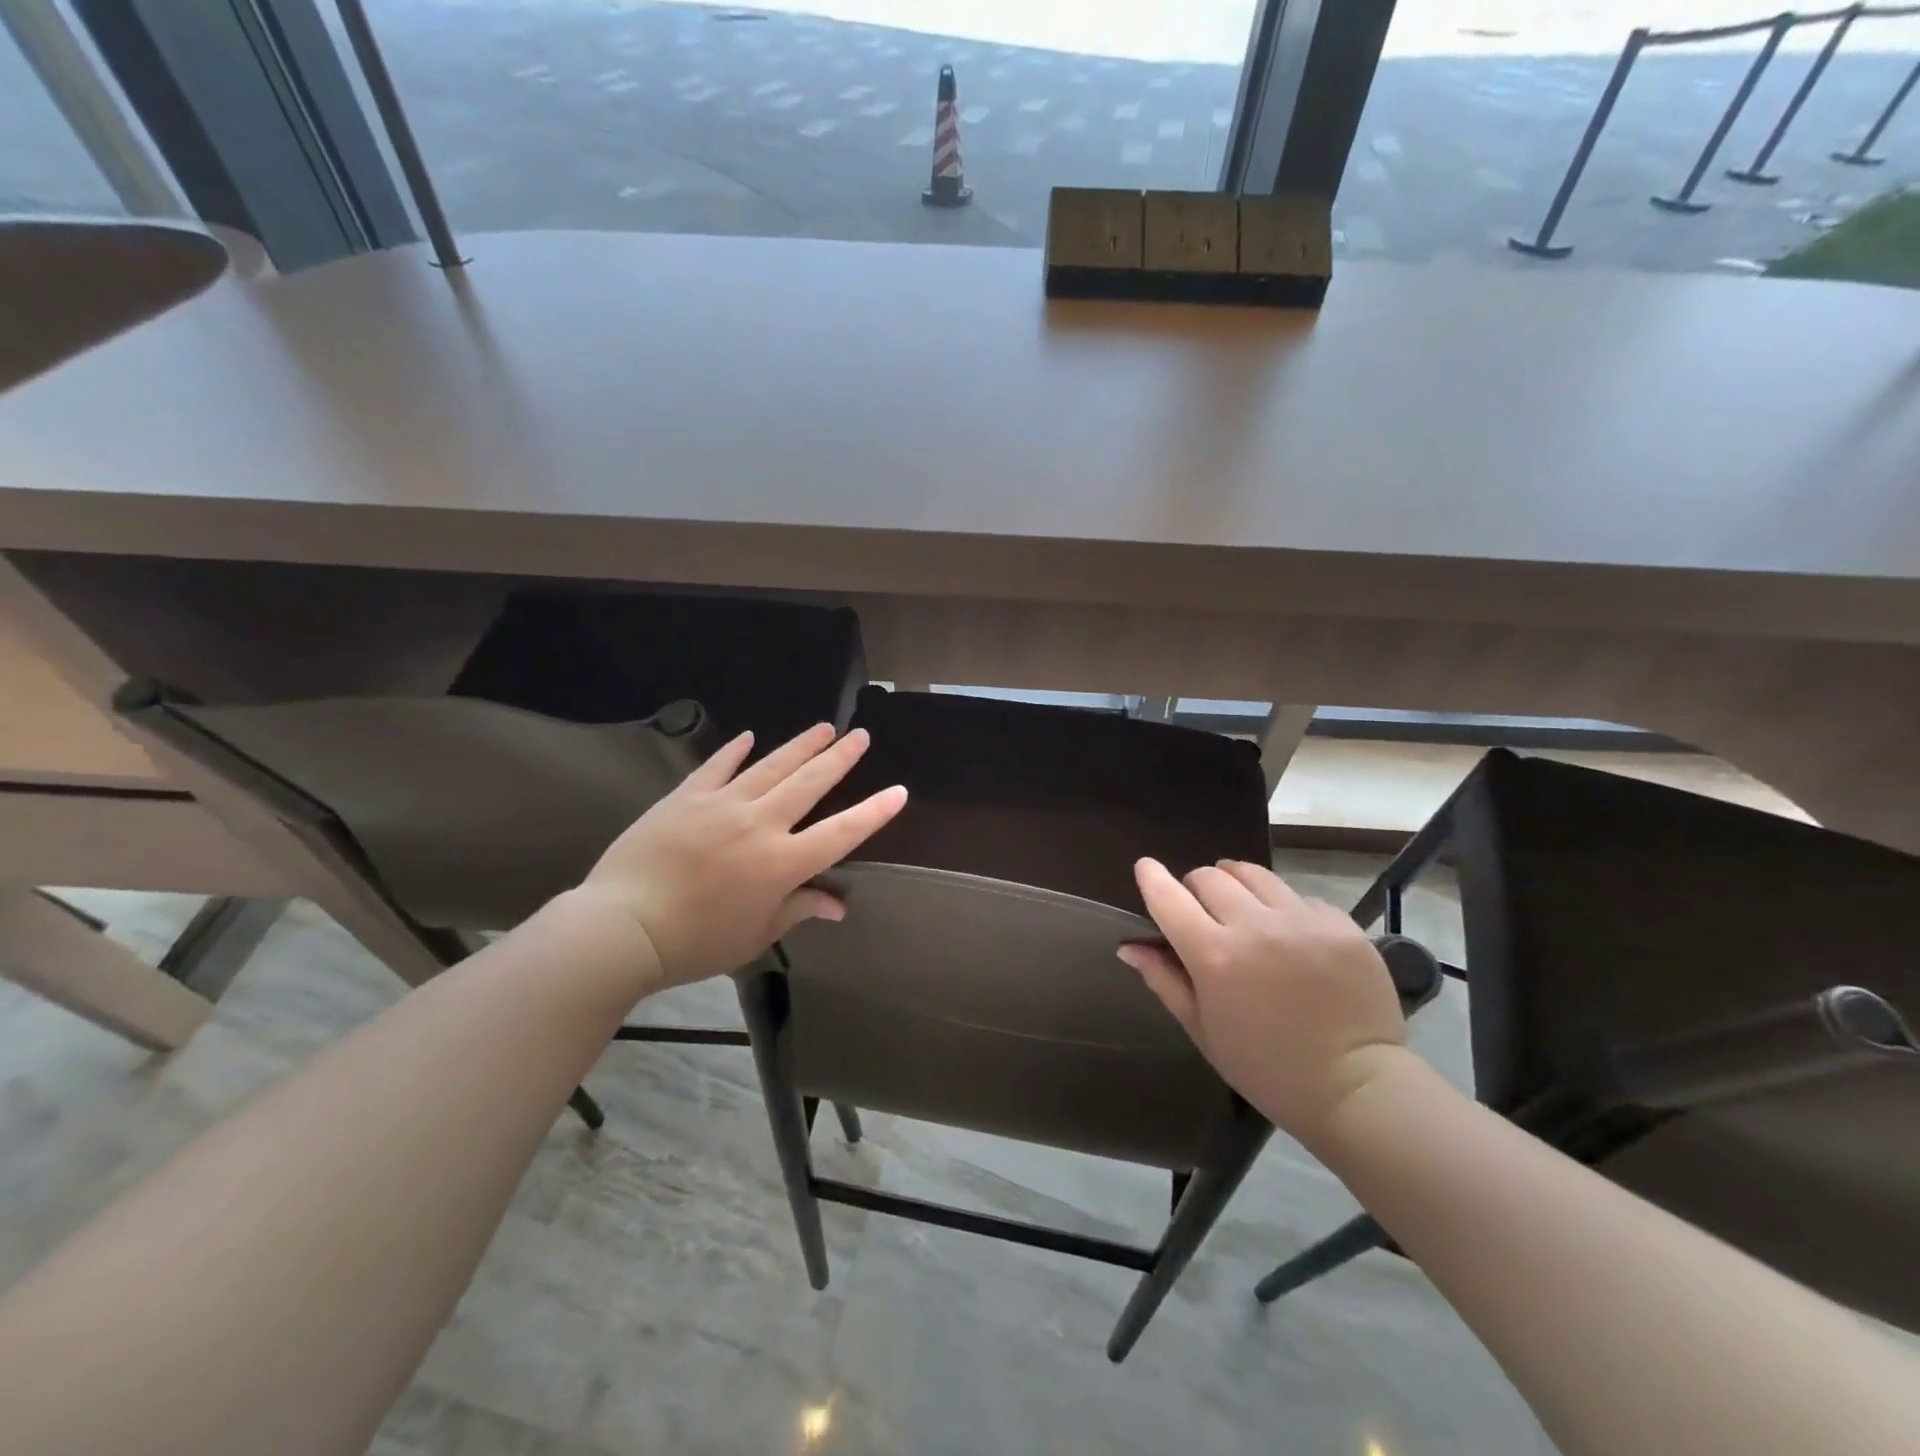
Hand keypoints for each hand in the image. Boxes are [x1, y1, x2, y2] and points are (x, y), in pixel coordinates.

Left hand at [569, 724, 907, 989]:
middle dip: (839, 758)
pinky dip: (735, 750)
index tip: (898, 791)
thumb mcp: (755, 935)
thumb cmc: (695, 942)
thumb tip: (838, 905)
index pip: (840, 833)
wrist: (621, 927)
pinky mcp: (686, 797)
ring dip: (801, 746)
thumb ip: (798, 910)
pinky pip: (717, 767)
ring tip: (823, 727)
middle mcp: (760, 824)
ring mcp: (721, 804)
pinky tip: (749, 736)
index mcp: (781, 863)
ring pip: (771, 766)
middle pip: (809, 784)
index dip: (872, 813)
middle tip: (860, 736)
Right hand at [1119, 858, 1409, 1148]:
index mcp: (1215, 956)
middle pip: (1210, 876)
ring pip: (1254, 874)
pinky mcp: (1340, 923)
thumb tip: (1129, 946)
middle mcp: (1256, 926)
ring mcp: (1302, 920)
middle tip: (1203, 912)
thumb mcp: (1204, 1030)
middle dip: (1196, 887)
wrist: (1357, 1088)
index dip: (1151, 877)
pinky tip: (1291, 938)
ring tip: (1244, 910)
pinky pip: (1298, 897)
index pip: (1169, 897)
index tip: (1145, 868)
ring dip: (1237, 885)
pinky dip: (1283, 908)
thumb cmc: (1267, 1069)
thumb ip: (1164, 980)